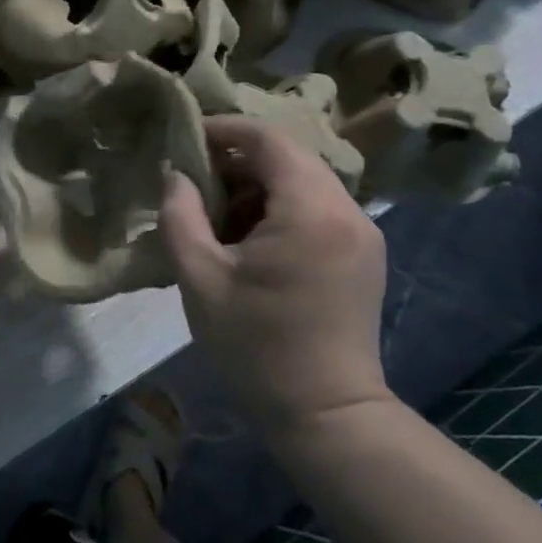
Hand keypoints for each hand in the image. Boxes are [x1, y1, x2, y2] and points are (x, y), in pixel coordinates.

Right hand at [159, 117, 392, 446]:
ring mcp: (362, 234)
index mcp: (311, 210)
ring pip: (303, 183)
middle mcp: (348, 211)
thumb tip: (179, 177)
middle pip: (289, 158)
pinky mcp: (363, 255)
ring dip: (257, 187)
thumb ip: (180, 215)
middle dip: (237, 161)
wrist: (325, 413)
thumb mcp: (198, 277)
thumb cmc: (255, 344)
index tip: (186, 137)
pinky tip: (249, 242)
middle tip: (194, 182)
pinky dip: (279, 209)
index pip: (269, 140)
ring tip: (216, 217)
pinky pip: (317, 209)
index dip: (225, 129)